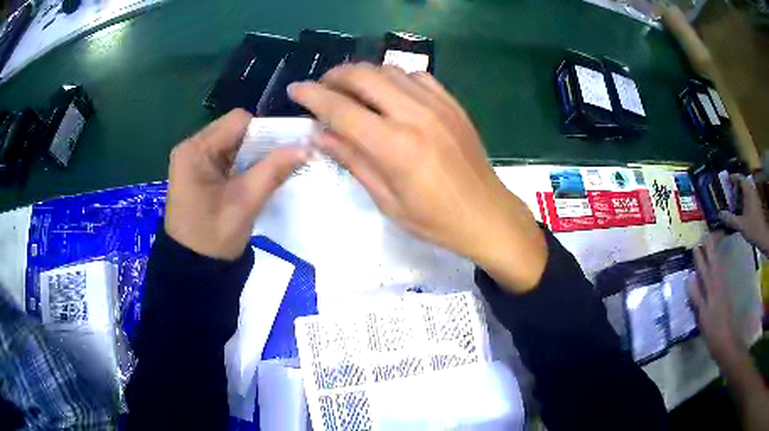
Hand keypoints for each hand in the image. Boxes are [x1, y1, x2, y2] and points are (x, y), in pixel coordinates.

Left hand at [165, 109, 308, 259]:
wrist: (193, 270)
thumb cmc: (214, 236)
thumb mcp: (246, 202)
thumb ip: (274, 170)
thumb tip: (307, 147)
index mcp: (195, 150)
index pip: (238, 121)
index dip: (265, 132)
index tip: (285, 151)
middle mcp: (191, 148)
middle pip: (234, 130)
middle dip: (260, 144)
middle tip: (279, 164)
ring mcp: (192, 161)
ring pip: (232, 144)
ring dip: (252, 156)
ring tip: (267, 174)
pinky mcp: (197, 174)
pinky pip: (225, 158)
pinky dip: (242, 165)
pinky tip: (251, 180)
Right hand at [289, 64, 546, 291]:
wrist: (487, 215)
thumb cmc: (435, 220)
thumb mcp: (387, 201)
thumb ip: (353, 161)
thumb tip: (320, 135)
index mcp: (394, 146)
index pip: (341, 109)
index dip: (312, 96)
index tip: (295, 90)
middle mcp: (415, 115)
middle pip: (364, 76)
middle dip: (334, 76)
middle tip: (321, 88)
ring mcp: (438, 105)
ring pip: (389, 69)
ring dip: (363, 74)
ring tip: (351, 90)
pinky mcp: (453, 104)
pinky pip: (417, 76)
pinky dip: (395, 77)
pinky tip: (390, 92)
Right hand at [688, 235, 745, 366]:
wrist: (726, 341)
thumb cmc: (713, 330)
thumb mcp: (703, 315)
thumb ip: (697, 296)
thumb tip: (690, 276)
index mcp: (711, 289)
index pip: (704, 268)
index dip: (700, 256)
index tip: (695, 243)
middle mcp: (717, 284)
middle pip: (713, 262)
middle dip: (709, 249)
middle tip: (706, 234)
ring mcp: (722, 289)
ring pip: (718, 266)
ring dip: (714, 254)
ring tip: (712, 243)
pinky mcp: (725, 295)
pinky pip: (721, 273)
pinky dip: (719, 265)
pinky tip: (718, 263)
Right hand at [721, 175, 768, 252]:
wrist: (763, 237)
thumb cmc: (753, 228)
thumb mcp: (741, 225)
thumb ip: (730, 219)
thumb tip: (719, 215)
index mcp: (748, 191)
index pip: (739, 178)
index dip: (733, 178)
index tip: (726, 180)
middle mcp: (751, 191)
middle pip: (743, 185)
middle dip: (735, 188)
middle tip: (728, 193)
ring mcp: (755, 198)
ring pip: (746, 192)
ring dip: (740, 195)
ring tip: (733, 203)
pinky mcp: (756, 205)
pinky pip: (749, 198)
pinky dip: (743, 201)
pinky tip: (740, 210)